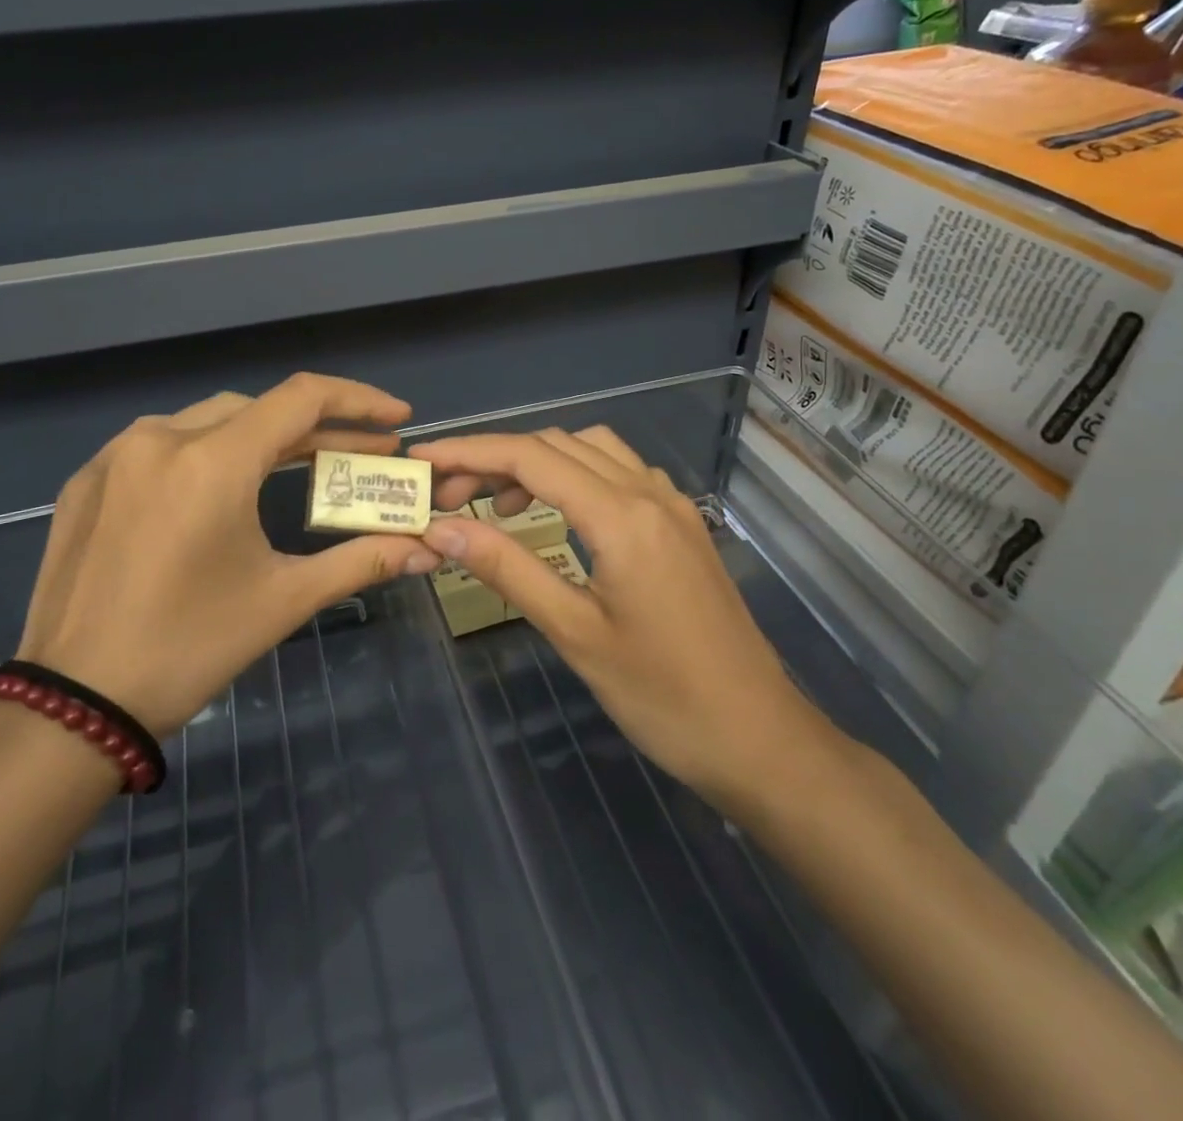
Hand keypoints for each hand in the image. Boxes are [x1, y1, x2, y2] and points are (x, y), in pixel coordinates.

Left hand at [17, 374, 441, 736]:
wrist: (73, 705)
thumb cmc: (189, 647)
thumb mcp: (283, 599)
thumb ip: (360, 561)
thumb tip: (425, 550)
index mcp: (211, 461)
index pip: (301, 398)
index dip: (358, 400)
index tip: (397, 418)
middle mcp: (160, 438)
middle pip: (258, 409)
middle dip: (316, 428)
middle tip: (359, 455)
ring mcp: (115, 456)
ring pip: (207, 422)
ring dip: (260, 439)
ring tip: (297, 468)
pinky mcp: (87, 480)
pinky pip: (160, 446)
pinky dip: (205, 455)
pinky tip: (220, 491)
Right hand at [413, 426, 835, 808]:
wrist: (759, 737)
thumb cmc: (662, 695)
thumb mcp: (573, 631)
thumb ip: (506, 568)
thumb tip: (440, 528)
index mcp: (622, 516)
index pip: (530, 457)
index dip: (469, 451)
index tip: (422, 458)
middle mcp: (650, 493)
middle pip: (558, 444)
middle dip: (496, 458)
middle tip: (450, 498)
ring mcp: (672, 506)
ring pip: (592, 451)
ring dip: (538, 463)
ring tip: (498, 506)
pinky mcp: (682, 525)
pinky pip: (621, 473)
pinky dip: (576, 476)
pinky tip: (559, 516)